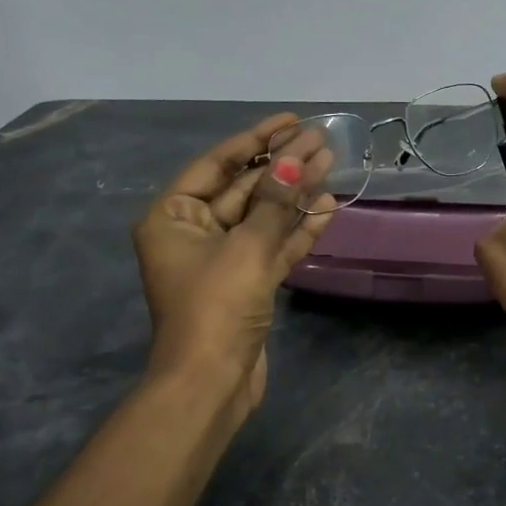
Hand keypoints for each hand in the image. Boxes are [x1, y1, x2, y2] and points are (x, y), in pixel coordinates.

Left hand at [132, 113, 335, 414]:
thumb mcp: (246, 247)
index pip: (217, 165)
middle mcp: (194, 233)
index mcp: (173, 217)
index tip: (291, 121)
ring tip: (331, 165)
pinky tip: (328, 207)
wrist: (211, 384)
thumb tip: (297, 161)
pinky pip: (274, 247)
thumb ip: (274, 201)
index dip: (256, 140)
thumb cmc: (216, 306)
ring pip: (263, 218)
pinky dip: (298, 230)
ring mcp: (223, 260)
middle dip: (282, 166)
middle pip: (244, 188)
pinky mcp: (248, 284)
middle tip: (320, 140)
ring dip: (296, 195)